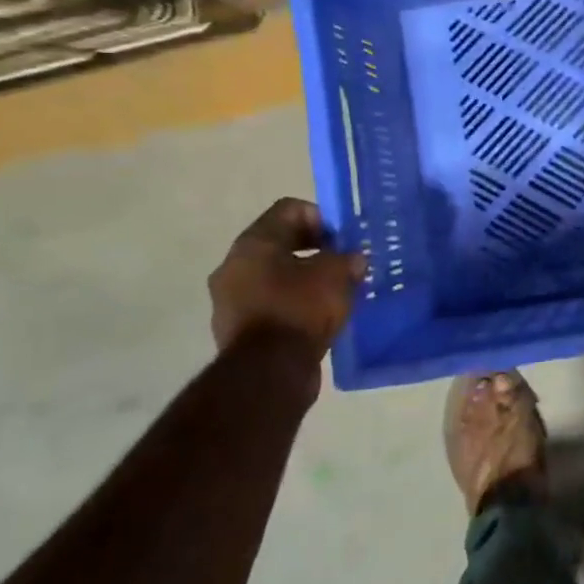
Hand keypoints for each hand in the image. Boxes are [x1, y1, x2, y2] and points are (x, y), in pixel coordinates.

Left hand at [208, 198, 367, 355]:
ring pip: (274, 275)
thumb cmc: (300, 309)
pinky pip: (270, 303)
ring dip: (303, 278)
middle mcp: (234, 265)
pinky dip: (293, 304)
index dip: (321, 217)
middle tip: (342, 263)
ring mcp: (230, 299)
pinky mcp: (237, 329)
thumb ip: (347, 259)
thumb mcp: (336, 275)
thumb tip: (353, 259)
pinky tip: (317, 317)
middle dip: (314, 249)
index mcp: (253, 243)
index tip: (342, 240)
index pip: (289, 209)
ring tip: (333, 293)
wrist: (267, 373)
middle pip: (279, 242)